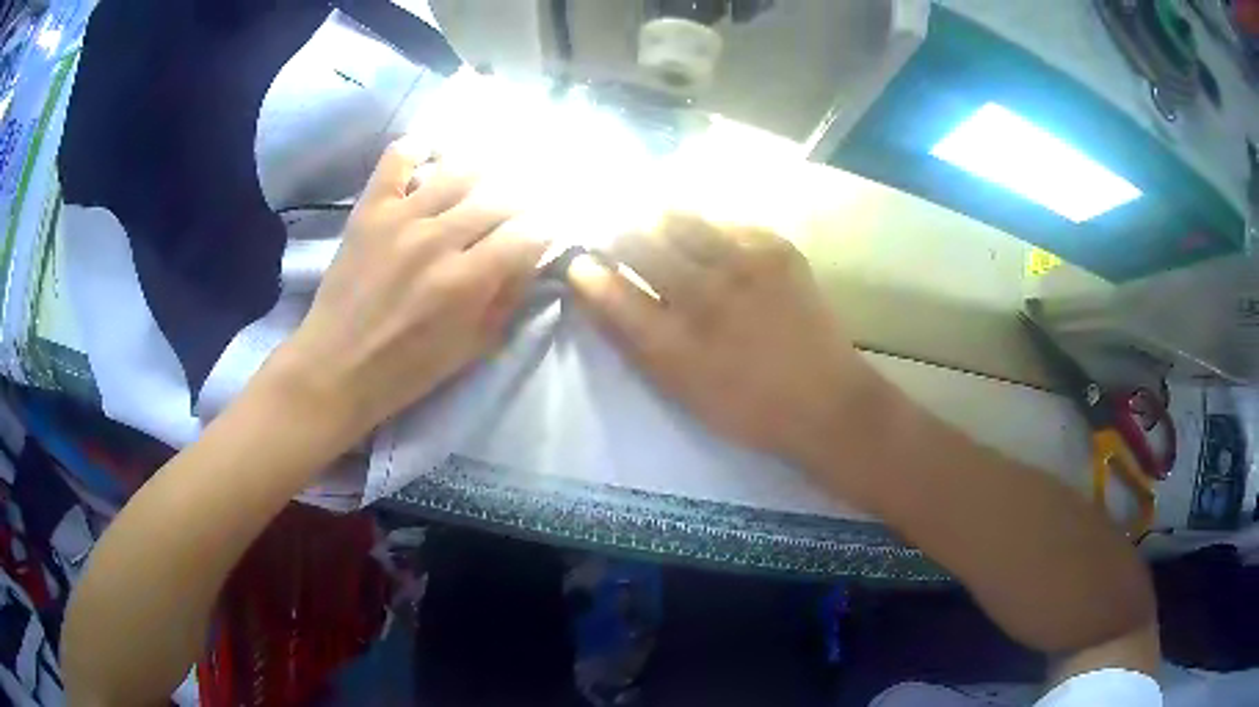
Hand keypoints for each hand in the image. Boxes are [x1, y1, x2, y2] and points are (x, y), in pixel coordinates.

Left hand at [267, 142, 549, 443]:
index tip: (539, 236)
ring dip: (481, 176)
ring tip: (478, 189)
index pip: (527, 233)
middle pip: (499, 198)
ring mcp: (401, 217)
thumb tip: (532, 256)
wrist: (337, 366)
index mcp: (467, 281)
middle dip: (517, 206)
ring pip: (459, 171)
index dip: (542, 231)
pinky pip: (398, 158)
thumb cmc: (408, 368)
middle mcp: (438, 239)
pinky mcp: (371, 208)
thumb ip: (507, 298)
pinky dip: (418, 149)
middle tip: (512, 215)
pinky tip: (430, 155)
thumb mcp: (472, 347)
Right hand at [568, 214, 886, 504]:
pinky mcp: (777, 248)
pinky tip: (710, 240)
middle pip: (638, 240)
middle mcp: (704, 295)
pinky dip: (707, 227)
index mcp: (674, 343)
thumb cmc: (745, 407)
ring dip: (657, 219)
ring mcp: (744, 265)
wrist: (825, 400)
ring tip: (655, 225)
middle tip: (616, 235)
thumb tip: (592, 292)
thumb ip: (631, 340)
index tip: (580, 262)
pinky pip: (726, 221)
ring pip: (679, 218)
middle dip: (616, 234)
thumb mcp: (678, 389)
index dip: (586, 270)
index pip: (610, 290)